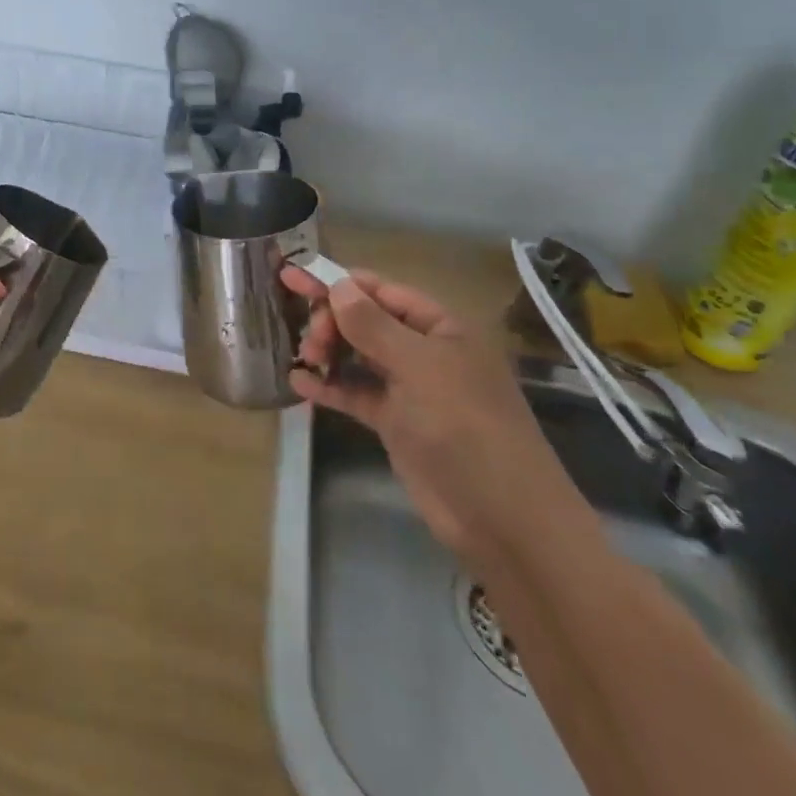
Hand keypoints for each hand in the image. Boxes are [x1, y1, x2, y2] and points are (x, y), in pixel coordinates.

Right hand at [283, 267, 585, 564]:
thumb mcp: (418, 368)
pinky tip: (299, 383)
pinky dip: (330, 386)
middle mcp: (425, 352)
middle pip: (367, 321)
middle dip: (333, 321)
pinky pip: (357, 394)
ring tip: (304, 358)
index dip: (339, 283)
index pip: (383, 291)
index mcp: (441, 328)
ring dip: (329, 351)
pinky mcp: (396, 423)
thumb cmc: (464, 426)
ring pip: (359, 356)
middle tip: (310, 339)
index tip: (294, 277)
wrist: (501, 518)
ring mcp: (410, 390)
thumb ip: (373, 325)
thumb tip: (338, 285)